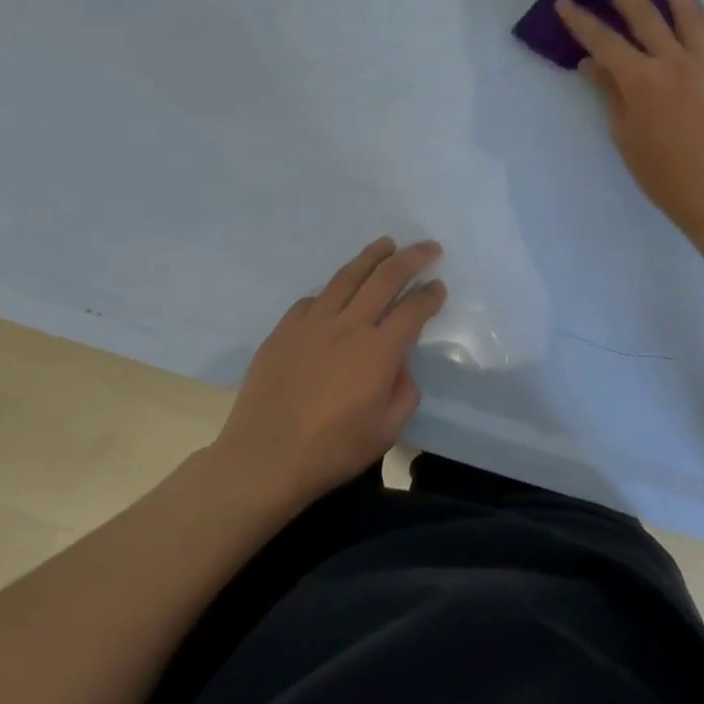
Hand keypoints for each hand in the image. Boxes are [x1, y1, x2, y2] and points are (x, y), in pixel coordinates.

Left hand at [213, 237, 444, 511]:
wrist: (264, 459)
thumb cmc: (332, 450)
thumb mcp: (387, 429)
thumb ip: (404, 390)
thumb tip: (398, 365)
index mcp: (379, 350)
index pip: (413, 309)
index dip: (430, 296)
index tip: (438, 287)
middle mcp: (349, 325)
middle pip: (386, 277)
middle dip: (412, 258)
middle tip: (428, 248)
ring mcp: (312, 323)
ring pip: (347, 276)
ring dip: (371, 256)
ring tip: (386, 244)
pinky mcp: (284, 330)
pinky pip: (313, 300)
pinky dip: (332, 291)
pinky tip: (336, 293)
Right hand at [555, 0, 703, 232]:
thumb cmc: (661, 170)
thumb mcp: (625, 132)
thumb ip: (610, 91)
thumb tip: (591, 62)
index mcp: (642, 79)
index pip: (605, 42)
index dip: (582, 22)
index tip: (565, 2)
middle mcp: (673, 61)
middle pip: (644, 15)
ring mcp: (703, 63)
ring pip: (687, 13)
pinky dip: (701, 14)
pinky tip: (696, 3)